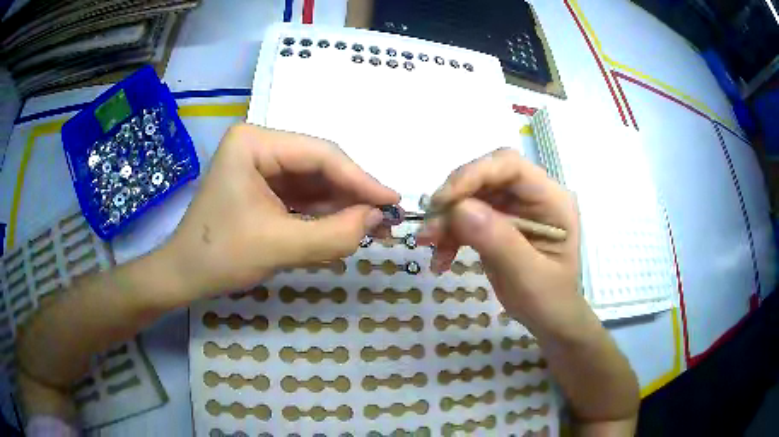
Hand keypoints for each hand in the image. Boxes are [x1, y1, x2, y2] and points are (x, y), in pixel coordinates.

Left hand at [162, 124, 398, 298]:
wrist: (184, 275)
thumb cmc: (220, 257)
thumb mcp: (280, 247)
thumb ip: (334, 233)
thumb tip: (377, 218)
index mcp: (254, 143)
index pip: (319, 155)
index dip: (360, 179)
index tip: (393, 201)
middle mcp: (259, 145)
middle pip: (318, 165)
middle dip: (352, 193)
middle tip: (386, 218)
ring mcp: (260, 165)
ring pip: (314, 181)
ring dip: (342, 204)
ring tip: (372, 226)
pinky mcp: (263, 186)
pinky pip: (302, 195)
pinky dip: (324, 212)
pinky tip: (345, 226)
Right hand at [416, 148, 590, 340]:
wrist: (550, 319)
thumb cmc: (548, 300)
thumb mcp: (526, 276)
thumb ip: (498, 241)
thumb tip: (459, 208)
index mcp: (552, 200)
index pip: (510, 166)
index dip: (474, 174)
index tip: (443, 201)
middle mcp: (533, 195)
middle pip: (486, 176)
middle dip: (455, 198)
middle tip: (430, 227)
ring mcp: (515, 207)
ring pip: (472, 195)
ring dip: (446, 218)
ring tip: (428, 244)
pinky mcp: (500, 221)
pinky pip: (467, 215)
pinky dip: (449, 233)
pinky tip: (440, 257)